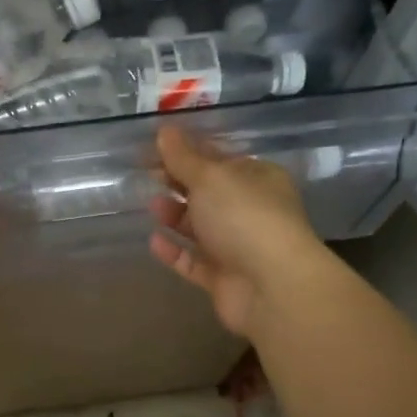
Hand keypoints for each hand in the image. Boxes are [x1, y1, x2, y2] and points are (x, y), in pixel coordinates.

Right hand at [148, 126, 325, 337]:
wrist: (271, 286)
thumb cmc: (244, 217)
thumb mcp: (211, 177)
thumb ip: (184, 157)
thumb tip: (165, 130)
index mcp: (257, 178)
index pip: (219, 159)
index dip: (188, 152)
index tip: (155, 148)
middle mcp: (250, 210)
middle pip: (208, 193)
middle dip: (179, 183)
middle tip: (146, 175)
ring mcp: (238, 246)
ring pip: (200, 227)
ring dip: (175, 215)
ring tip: (151, 206)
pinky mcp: (223, 278)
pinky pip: (193, 261)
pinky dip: (174, 252)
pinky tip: (153, 241)